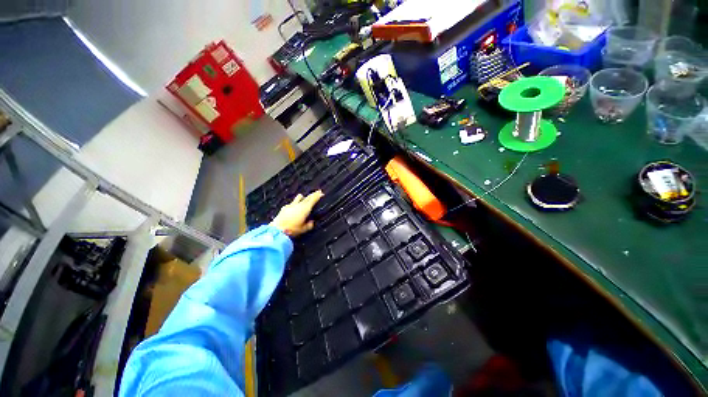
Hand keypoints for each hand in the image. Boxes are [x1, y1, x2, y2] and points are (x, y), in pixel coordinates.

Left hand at [270, 190, 323, 236]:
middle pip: (307, 197)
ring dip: (303, 197)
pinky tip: (294, 207)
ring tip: (304, 198)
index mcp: (305, 209)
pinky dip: (295, 203)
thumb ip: (309, 225)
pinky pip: (292, 203)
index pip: (313, 199)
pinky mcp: (284, 207)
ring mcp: (291, 205)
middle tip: (317, 193)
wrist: (277, 230)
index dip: (317, 195)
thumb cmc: (292, 230)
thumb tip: (312, 222)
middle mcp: (299, 205)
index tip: (321, 192)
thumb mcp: (303, 229)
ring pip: (299, 197)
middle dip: (312, 194)